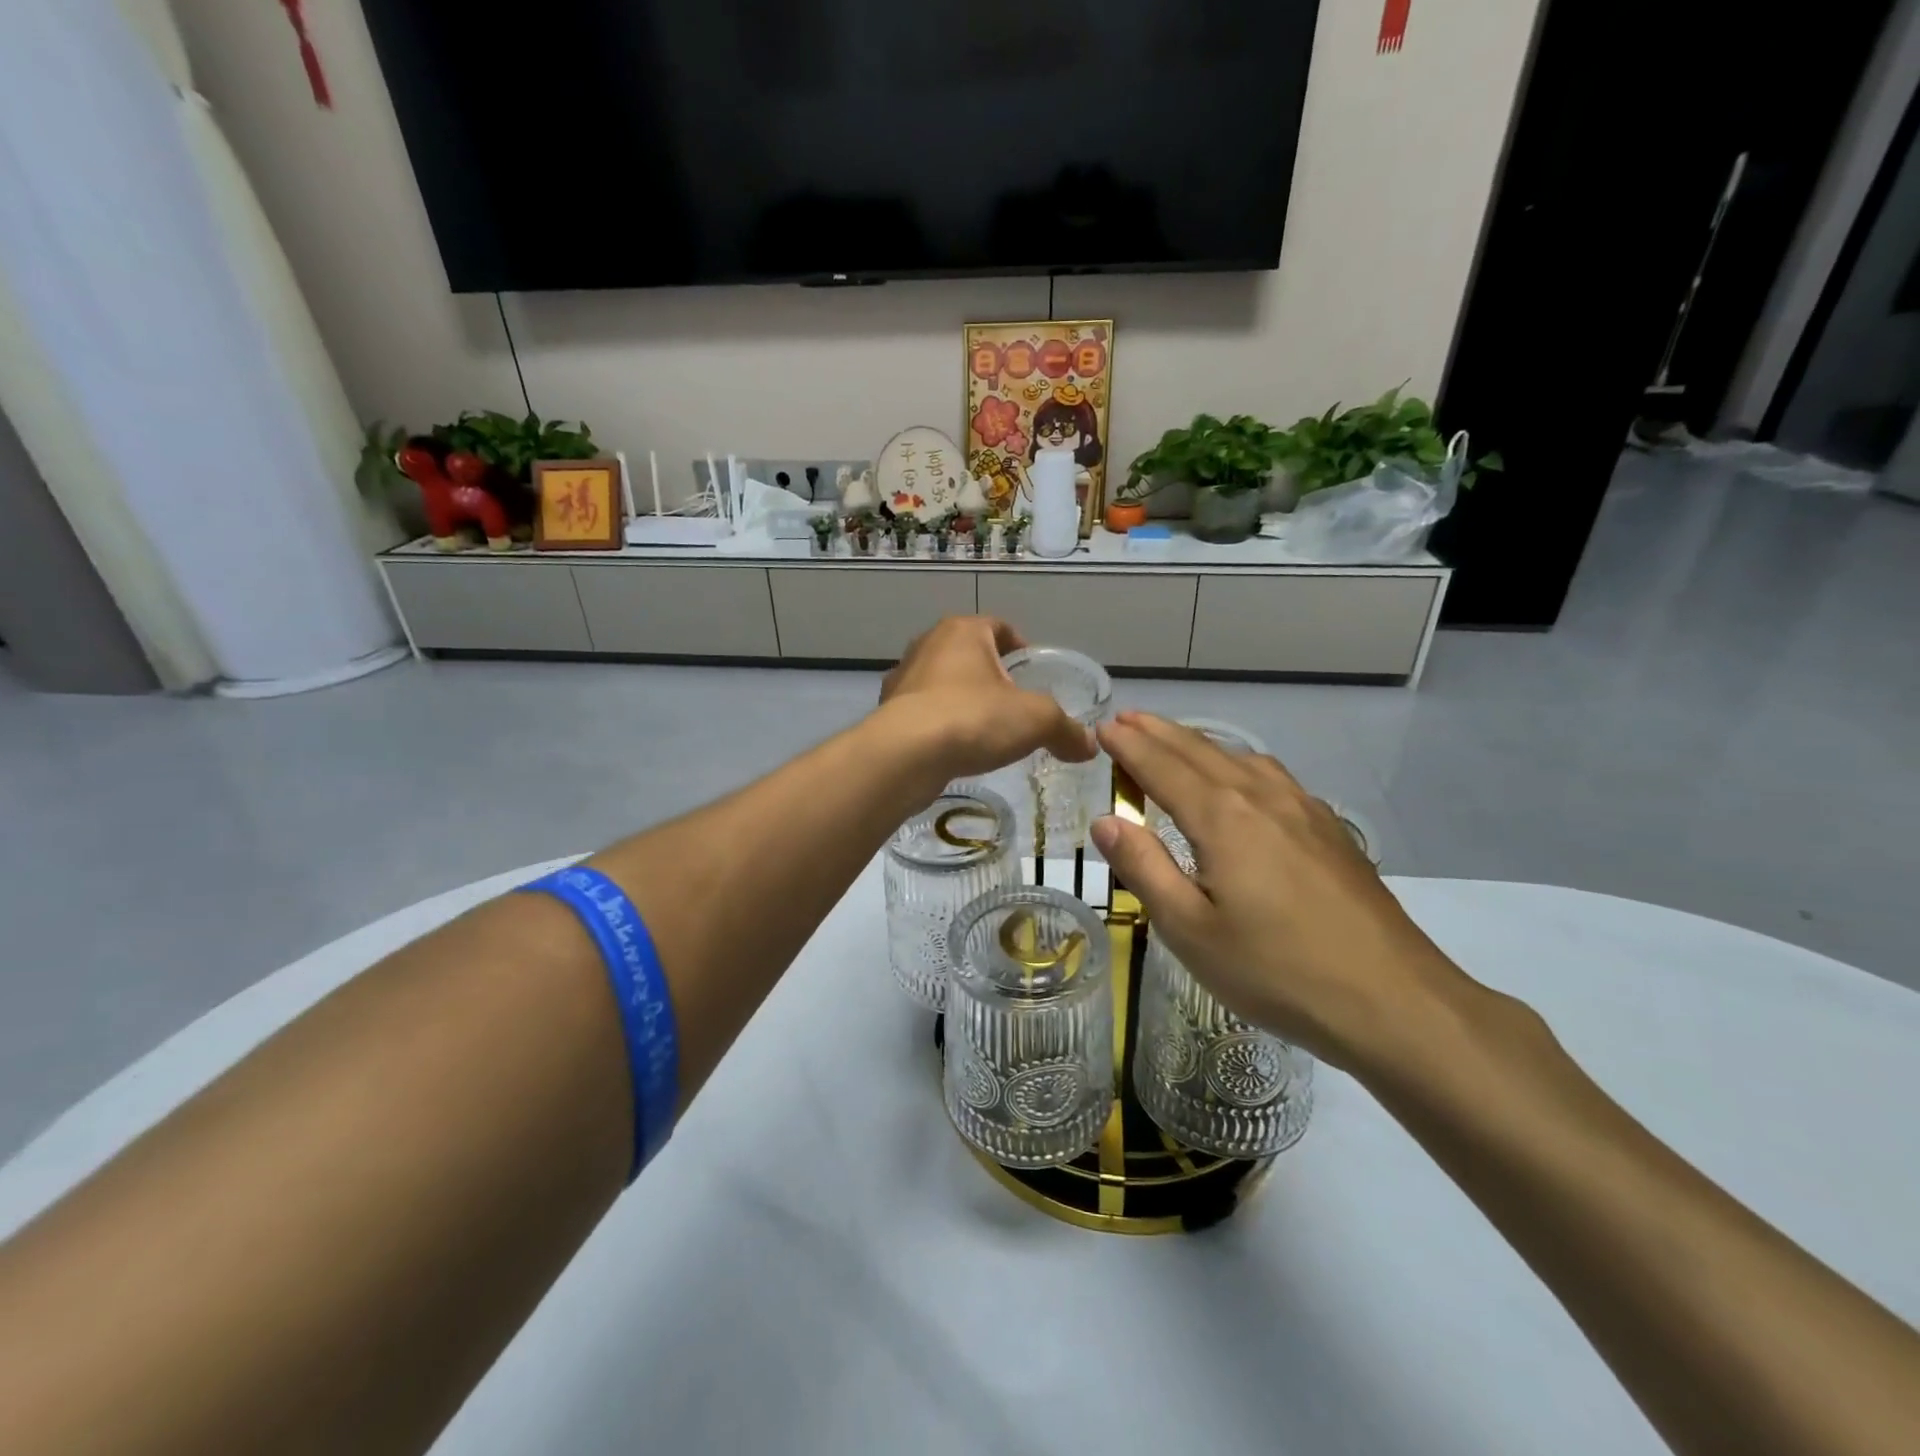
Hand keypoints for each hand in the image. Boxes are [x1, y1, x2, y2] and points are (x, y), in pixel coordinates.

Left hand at [878, 617, 1096, 783]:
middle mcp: (927, 645)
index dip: (1020, 646)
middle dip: (992, 677)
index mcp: (962, 631)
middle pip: (969, 654)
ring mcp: (902, 679)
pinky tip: (954, 750)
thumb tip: (1089, 746)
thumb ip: (1065, 730)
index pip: (999, 627)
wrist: (905, 756)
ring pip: (942, 683)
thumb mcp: (1036, 721)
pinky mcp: (887, 712)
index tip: (1033, 673)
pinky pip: (923, 713)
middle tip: (1014, 705)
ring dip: (963, 701)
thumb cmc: (974, 719)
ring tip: (985, 731)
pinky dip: (940, 725)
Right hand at [1089, 712, 1466, 1070]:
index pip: (1161, 766)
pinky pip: (1269, 775)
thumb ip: (1144, 868)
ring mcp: (1302, 809)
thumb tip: (1105, 820)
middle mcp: (1261, 797)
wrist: (1393, 1000)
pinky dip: (1235, 761)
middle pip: (1199, 751)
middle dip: (1157, 732)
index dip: (1129, 745)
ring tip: (1171, 741)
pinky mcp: (1328, 829)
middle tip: (1125, 719)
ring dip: (1197, 743)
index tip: (1102, 727)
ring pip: (1238, 757)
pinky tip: (1239, 778)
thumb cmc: (1276, 970)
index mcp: (1222, 818)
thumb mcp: (1190, 930)